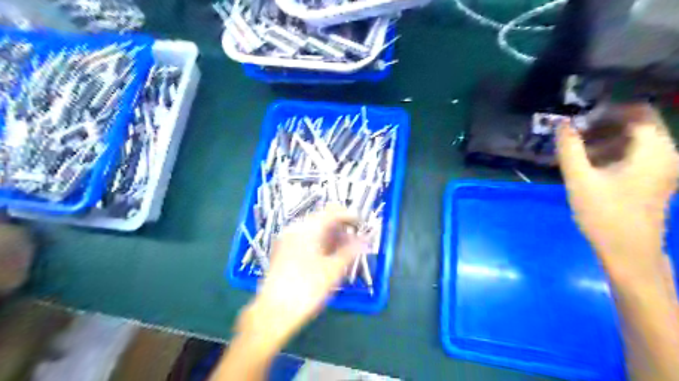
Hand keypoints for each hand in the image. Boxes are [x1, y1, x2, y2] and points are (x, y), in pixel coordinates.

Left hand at [238, 205, 365, 347]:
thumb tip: (366, 240)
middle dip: (341, 228)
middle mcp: (295, 229)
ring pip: (313, 229)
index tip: (362, 225)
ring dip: (331, 236)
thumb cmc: (306, 290)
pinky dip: (319, 243)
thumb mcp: (333, 270)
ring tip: (344, 251)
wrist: (273, 313)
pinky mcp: (282, 250)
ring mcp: (286, 239)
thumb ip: (351, 251)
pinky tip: (327, 256)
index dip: (349, 216)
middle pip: (322, 219)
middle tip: (355, 242)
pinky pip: (305, 239)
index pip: (332, 211)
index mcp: (307, 229)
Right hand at [557, 103, 678, 282]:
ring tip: (577, 152)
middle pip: (637, 123)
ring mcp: (664, 166)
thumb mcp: (579, 179)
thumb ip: (569, 148)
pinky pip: (636, 153)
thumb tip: (562, 123)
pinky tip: (590, 164)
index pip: (636, 111)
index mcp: (654, 149)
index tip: (578, 121)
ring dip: (605, 139)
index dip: (605, 110)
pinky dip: (613, 152)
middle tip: (574, 136)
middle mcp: (666, 152)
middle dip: (602, 125)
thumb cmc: (603, 213)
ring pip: (635, 138)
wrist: (628, 250)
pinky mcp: (656, 178)